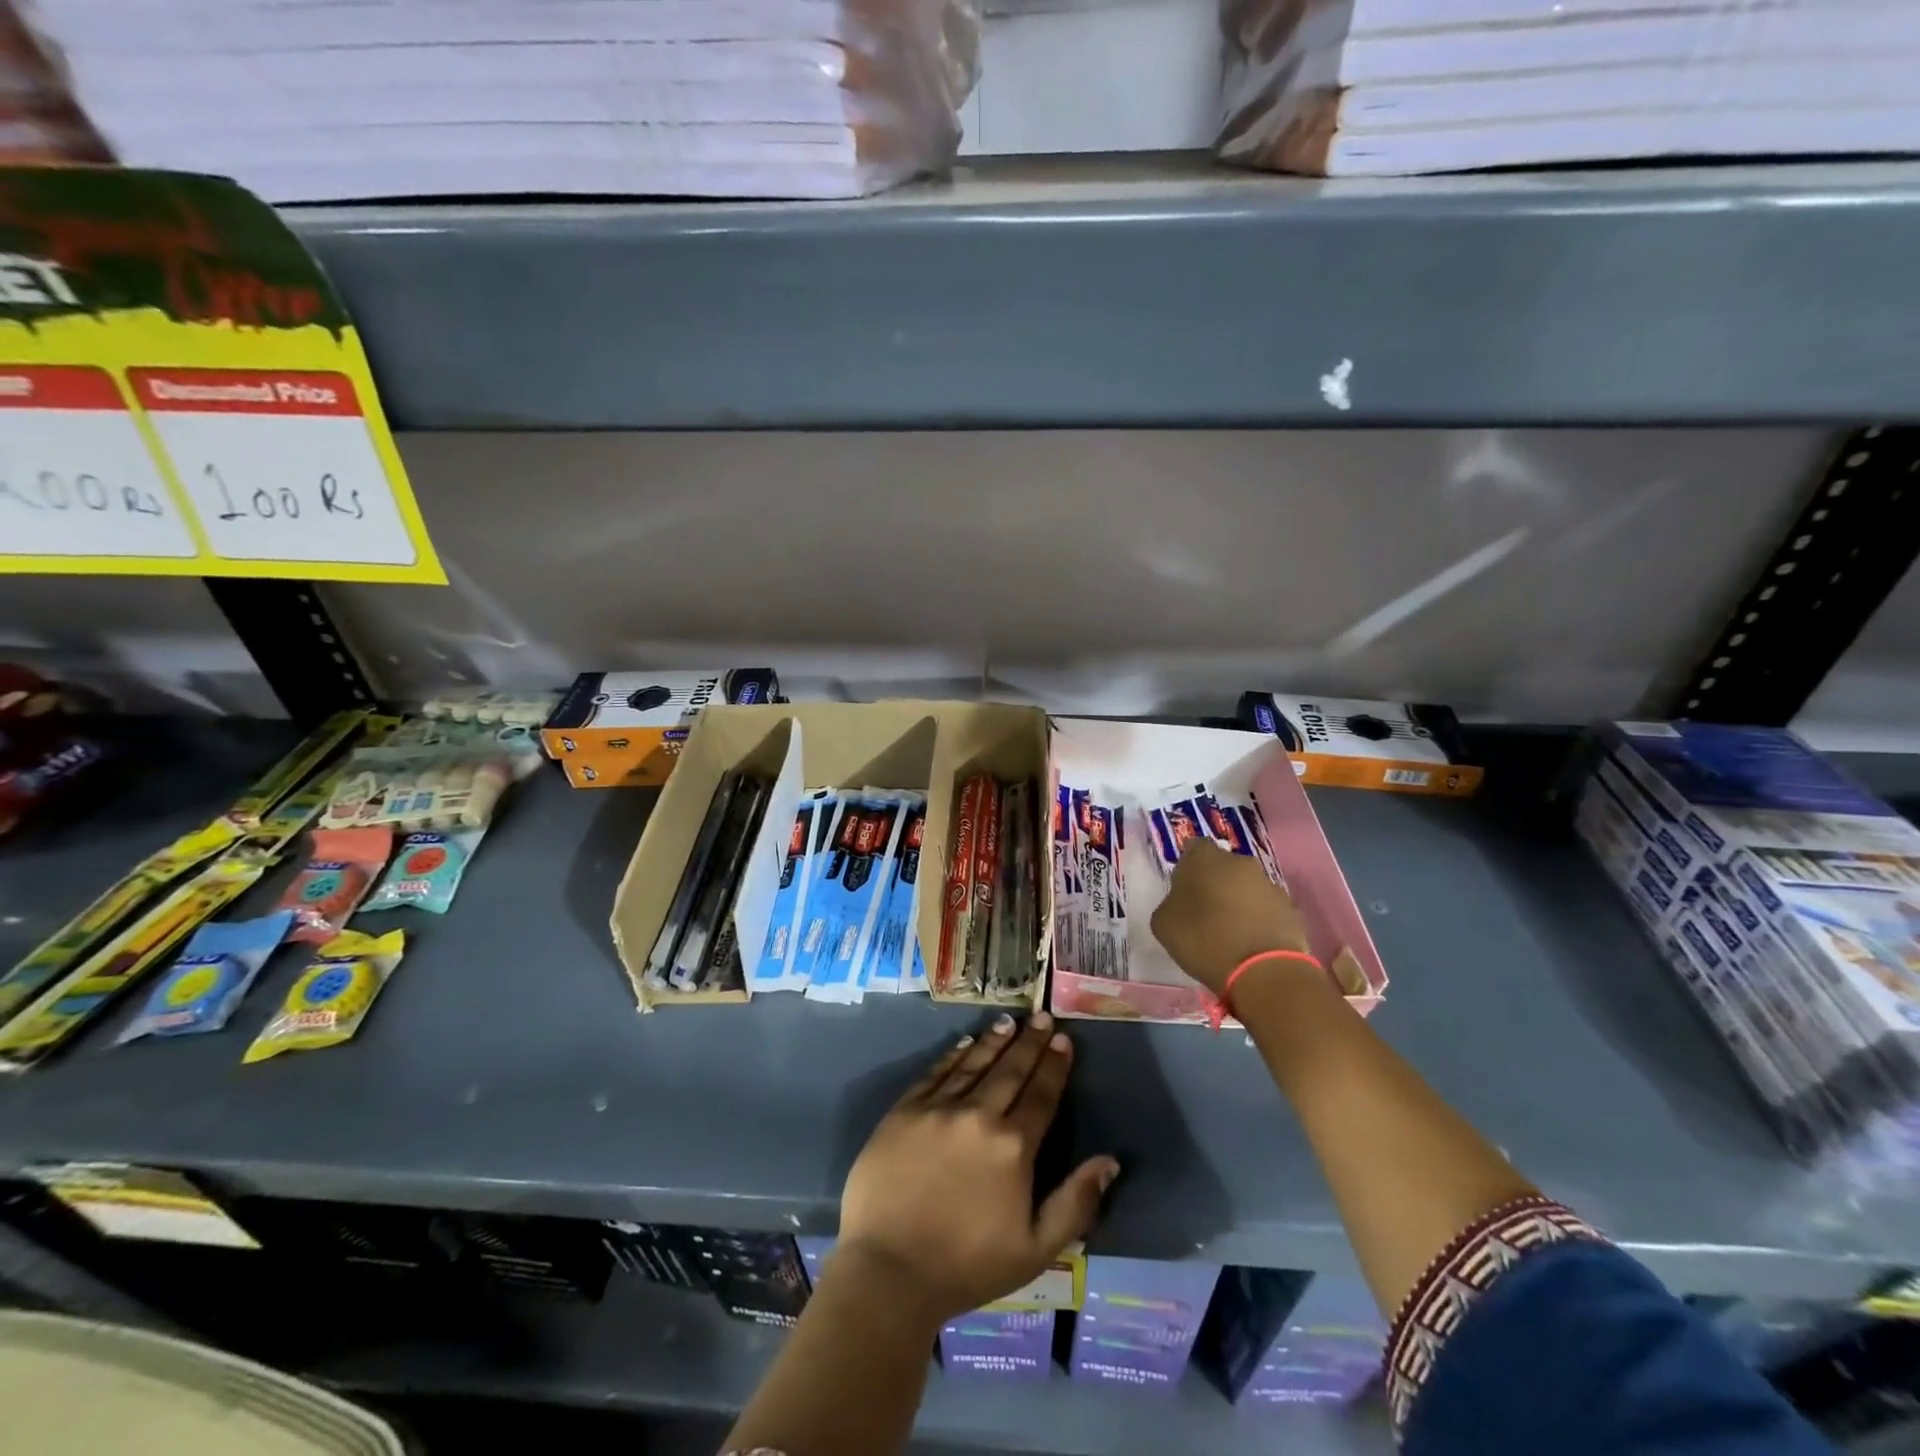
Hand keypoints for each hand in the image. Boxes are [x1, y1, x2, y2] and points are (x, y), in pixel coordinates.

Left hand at [836, 1012, 1119, 1324]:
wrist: (888, 1271)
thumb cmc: (967, 1266)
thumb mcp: (1036, 1249)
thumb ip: (1076, 1203)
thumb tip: (1110, 1161)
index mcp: (1013, 1147)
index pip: (1041, 1095)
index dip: (1055, 1066)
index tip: (1065, 1040)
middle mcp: (978, 1115)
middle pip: (1011, 1070)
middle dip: (1030, 1042)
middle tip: (1043, 1016)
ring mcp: (937, 1109)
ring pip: (973, 1064)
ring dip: (994, 1041)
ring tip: (1010, 1021)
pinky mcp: (904, 1111)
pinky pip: (935, 1073)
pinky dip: (953, 1055)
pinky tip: (965, 1043)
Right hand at [1150, 837, 1308, 994]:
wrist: (1263, 973)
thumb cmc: (1204, 941)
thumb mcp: (1163, 924)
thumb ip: (1170, 903)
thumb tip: (1182, 902)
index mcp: (1205, 858)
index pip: (1194, 848)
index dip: (1187, 868)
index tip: (1183, 890)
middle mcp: (1240, 862)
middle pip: (1223, 866)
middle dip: (1215, 883)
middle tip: (1204, 912)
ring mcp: (1269, 884)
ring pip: (1246, 887)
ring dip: (1238, 902)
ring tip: (1229, 933)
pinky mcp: (1291, 909)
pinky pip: (1266, 908)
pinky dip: (1258, 920)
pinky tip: (1250, 944)